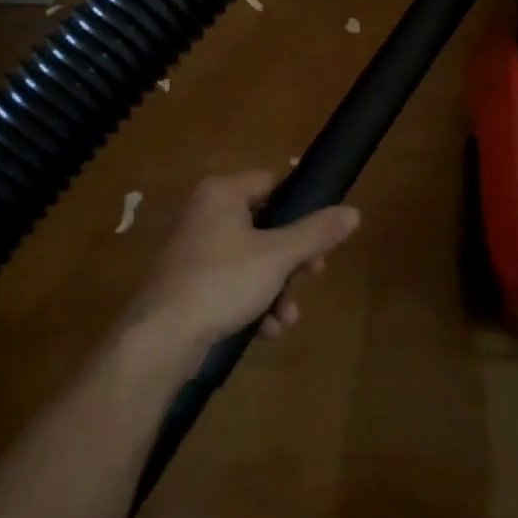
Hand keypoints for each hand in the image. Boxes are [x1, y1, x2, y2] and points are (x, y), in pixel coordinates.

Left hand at [120, 172, 360, 361]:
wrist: (163, 335)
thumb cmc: (223, 280)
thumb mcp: (278, 255)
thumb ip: (316, 232)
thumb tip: (353, 211)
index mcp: (222, 193)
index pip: (272, 182)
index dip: (300, 206)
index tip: (321, 235)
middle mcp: (206, 213)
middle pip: (265, 225)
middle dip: (292, 259)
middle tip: (313, 275)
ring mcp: (196, 250)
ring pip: (252, 260)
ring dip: (277, 289)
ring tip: (287, 317)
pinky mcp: (191, 283)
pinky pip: (233, 284)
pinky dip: (253, 303)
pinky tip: (266, 331)